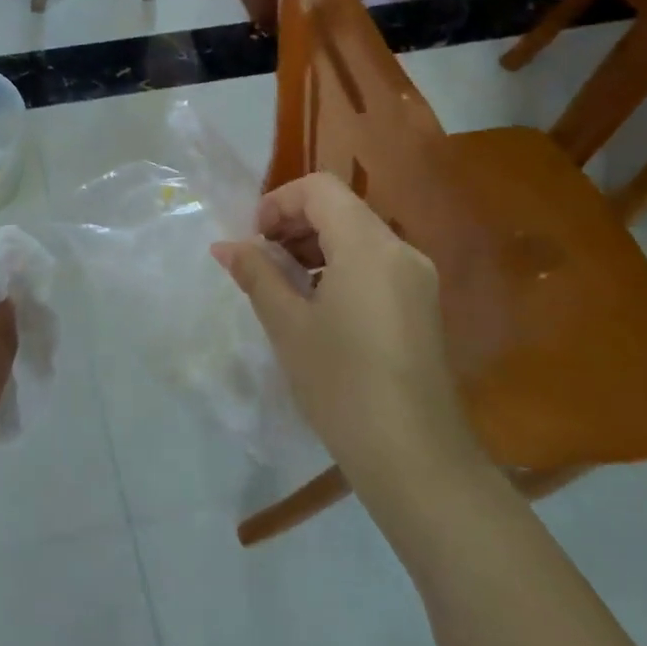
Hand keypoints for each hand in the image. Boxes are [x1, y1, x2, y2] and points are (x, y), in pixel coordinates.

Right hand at [211, 173, 482, 496]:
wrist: (413, 456)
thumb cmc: (341, 383)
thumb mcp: (288, 325)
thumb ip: (256, 274)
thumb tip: (225, 246)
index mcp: (369, 246)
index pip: (320, 189)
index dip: (279, 202)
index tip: (253, 239)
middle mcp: (400, 251)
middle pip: (341, 209)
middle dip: (294, 223)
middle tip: (260, 260)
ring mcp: (417, 278)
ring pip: (358, 236)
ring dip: (315, 246)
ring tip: (282, 284)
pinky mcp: (421, 305)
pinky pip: (374, 264)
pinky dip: (339, 267)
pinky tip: (315, 305)